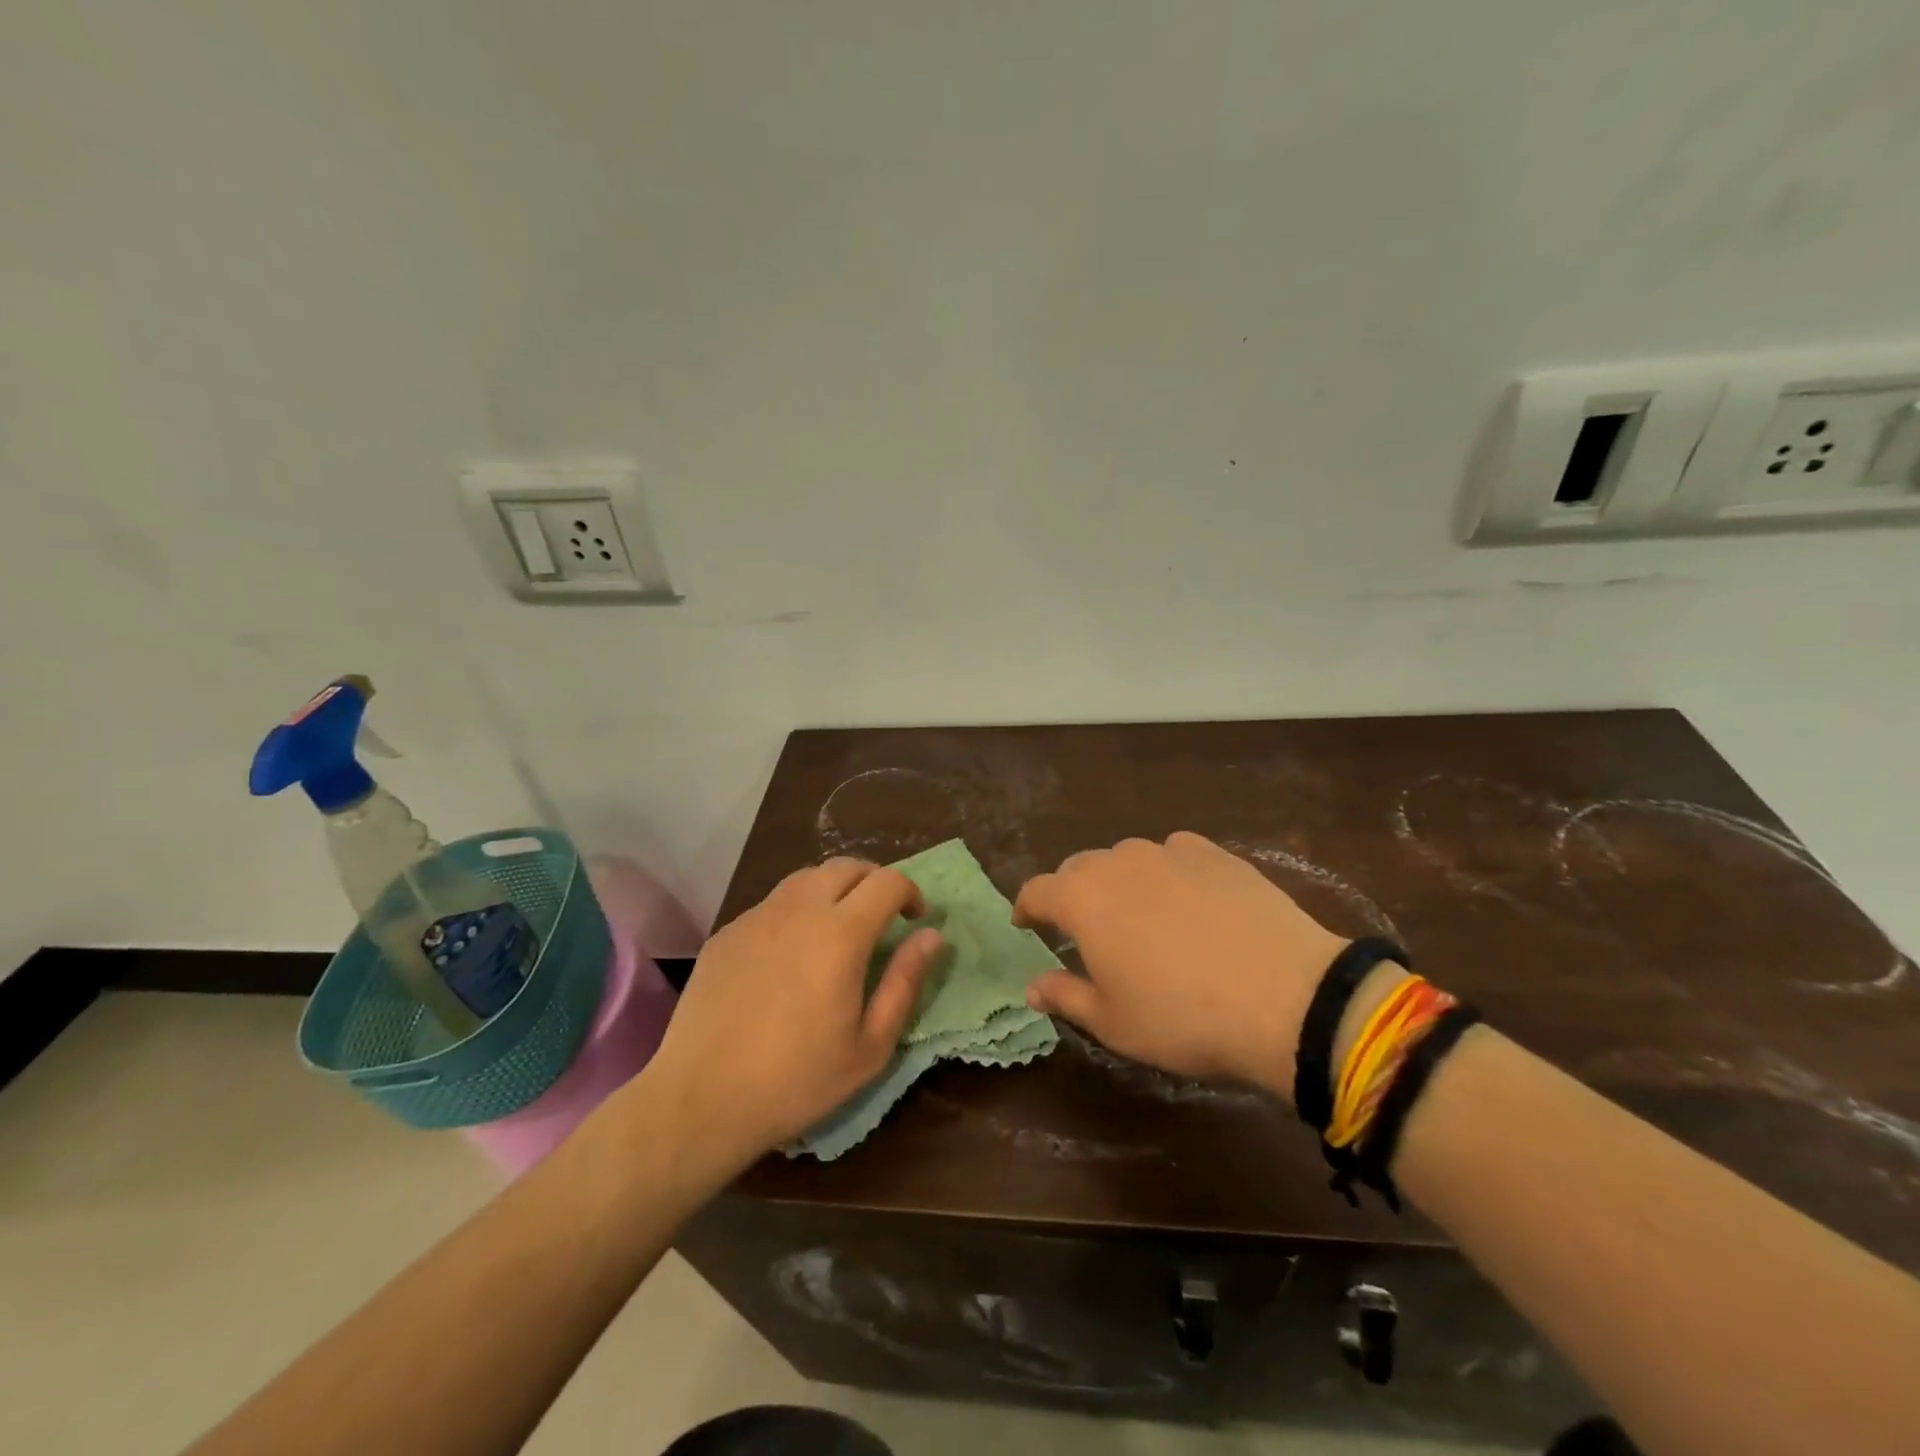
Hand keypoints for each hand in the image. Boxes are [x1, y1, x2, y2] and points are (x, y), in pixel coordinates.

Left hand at [637, 859, 942, 1169]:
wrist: (701, 1100)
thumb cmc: (797, 1080)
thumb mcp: (870, 1046)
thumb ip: (905, 982)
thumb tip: (932, 936)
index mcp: (840, 934)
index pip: (887, 882)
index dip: (910, 892)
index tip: (915, 919)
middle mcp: (798, 910)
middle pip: (846, 866)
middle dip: (874, 881)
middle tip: (881, 917)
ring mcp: (757, 917)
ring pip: (806, 878)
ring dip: (833, 889)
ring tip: (838, 928)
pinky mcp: (727, 932)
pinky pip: (772, 904)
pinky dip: (795, 911)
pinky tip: (790, 953)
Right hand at [1015, 833, 1352, 1100]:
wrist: (1286, 998)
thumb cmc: (1182, 1018)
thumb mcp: (1113, 1022)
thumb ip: (1065, 996)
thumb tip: (1032, 986)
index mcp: (1082, 898)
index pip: (1037, 891)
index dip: (1026, 908)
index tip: (1026, 924)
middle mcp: (1118, 861)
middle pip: (1080, 868)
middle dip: (1073, 894)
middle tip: (1084, 929)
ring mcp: (1170, 852)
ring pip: (1128, 859)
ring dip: (1121, 882)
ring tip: (1140, 915)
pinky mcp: (1216, 854)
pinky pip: (1176, 854)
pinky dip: (1169, 872)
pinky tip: (1188, 899)